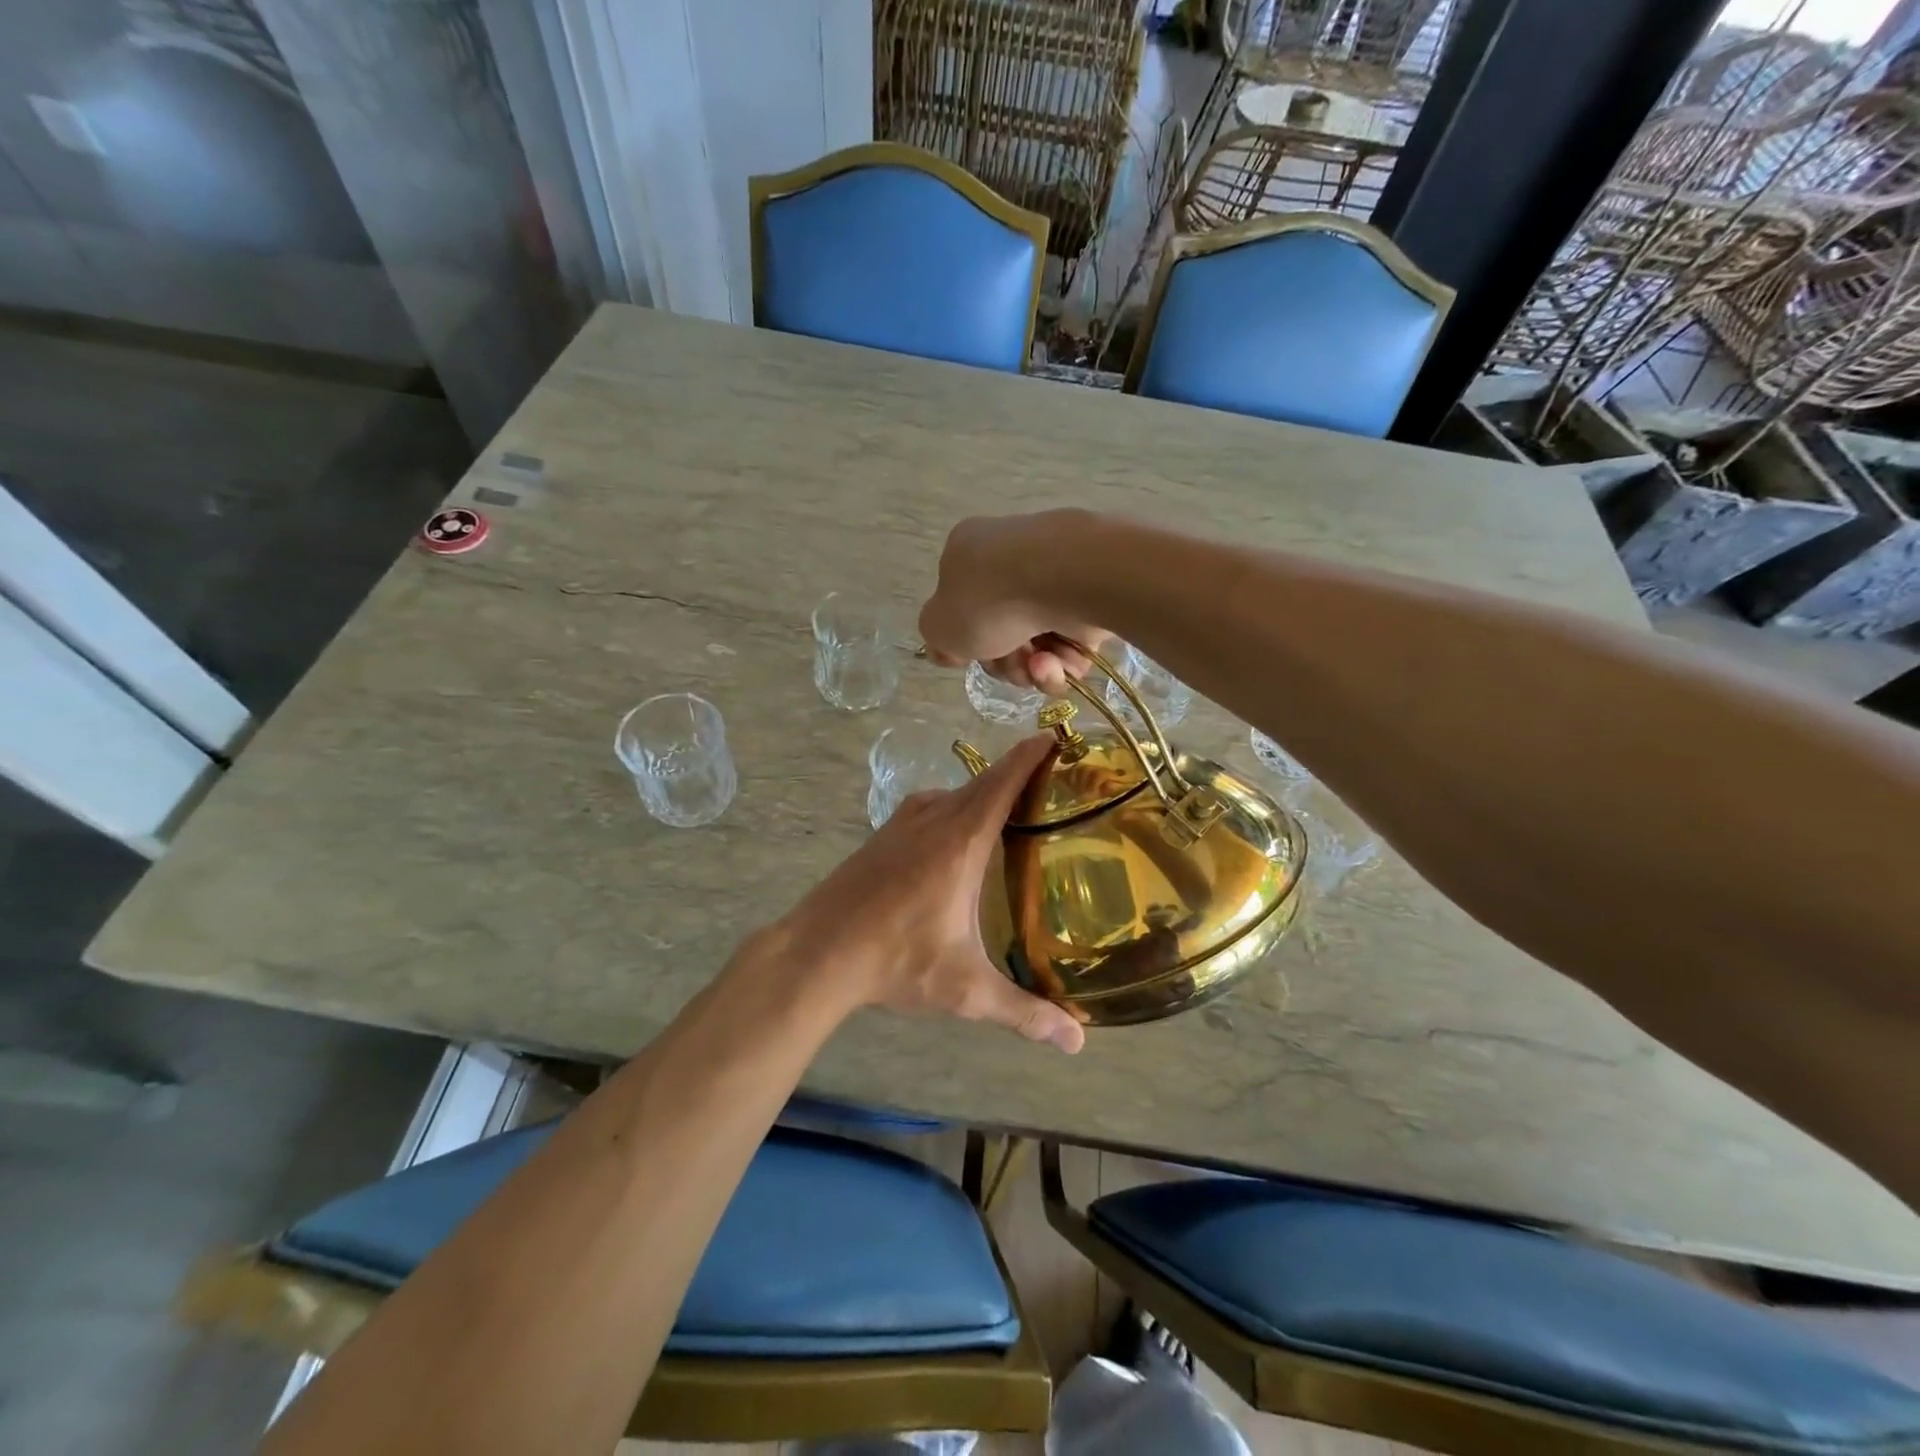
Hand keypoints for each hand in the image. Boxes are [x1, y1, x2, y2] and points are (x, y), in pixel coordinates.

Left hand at [777, 734, 1084, 1051]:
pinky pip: (934, 807)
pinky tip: (965, 840)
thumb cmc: (894, 960)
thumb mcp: (963, 989)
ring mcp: (903, 822)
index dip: (1032, 754)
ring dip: (987, 792)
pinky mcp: (884, 834)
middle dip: (1020, 773)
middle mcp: (934, 817)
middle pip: (985, 781)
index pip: (1004, 780)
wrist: (815, 952)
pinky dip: (959, 807)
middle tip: (1058, 781)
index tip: (1059, 735)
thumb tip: (1076, 1041)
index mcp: (960, 839)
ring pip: (956, 793)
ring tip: (1020, 811)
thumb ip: (1023, 1012)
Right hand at [919, 511, 1108, 691]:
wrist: (1065, 578)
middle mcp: (1012, 560)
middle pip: (1002, 632)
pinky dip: (1066, 659)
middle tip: (1011, 667)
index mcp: (968, 554)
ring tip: (1041, 665)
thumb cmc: (990, 599)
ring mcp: (1055, 577)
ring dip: (1034, 667)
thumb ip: (938, 639)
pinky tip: (1062, 659)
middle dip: (1005, 662)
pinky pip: (1073, 642)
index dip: (966, 643)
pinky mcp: (1092, 596)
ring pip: (1039, 642)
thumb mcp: (939, 626)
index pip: (962, 607)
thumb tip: (951, 648)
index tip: (971, 659)